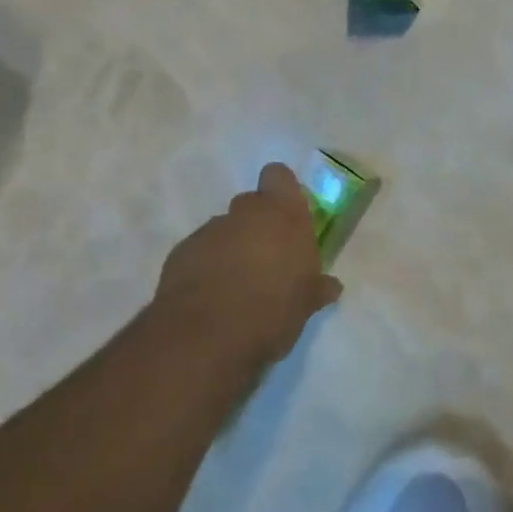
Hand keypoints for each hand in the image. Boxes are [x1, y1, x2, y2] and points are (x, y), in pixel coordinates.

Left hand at [156, 163, 339, 366]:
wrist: (206, 336)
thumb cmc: (272, 310)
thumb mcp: (306, 304)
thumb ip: (317, 288)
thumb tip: (331, 286)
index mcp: (282, 214)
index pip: (279, 176)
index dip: (281, 192)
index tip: (286, 218)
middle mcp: (246, 213)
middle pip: (251, 205)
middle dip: (257, 226)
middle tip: (266, 261)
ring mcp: (210, 230)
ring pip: (224, 230)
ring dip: (230, 249)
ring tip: (236, 287)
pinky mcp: (181, 252)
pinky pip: (200, 252)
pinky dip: (205, 268)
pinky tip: (211, 299)